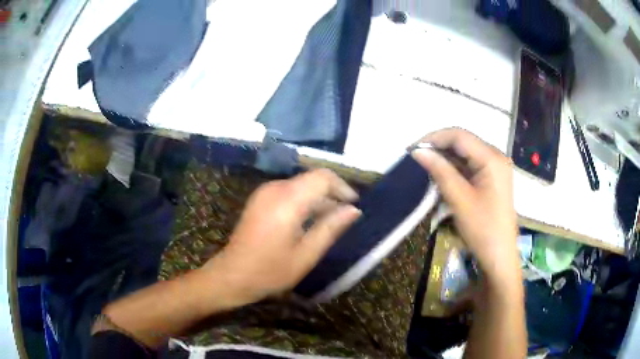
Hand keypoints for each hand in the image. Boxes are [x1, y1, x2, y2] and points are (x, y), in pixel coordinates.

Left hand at [203, 169, 360, 304]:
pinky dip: (304, 201)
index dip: (342, 187)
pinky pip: (288, 192)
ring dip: (318, 199)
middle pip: (311, 179)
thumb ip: (331, 228)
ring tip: (331, 221)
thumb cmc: (271, 270)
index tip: (354, 206)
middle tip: (346, 216)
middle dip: (332, 194)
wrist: (232, 275)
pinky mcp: (259, 199)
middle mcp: (275, 188)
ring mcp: (264, 192)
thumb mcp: (306, 254)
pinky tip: (309, 222)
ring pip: (301, 185)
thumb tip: (353, 210)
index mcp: (287, 200)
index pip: (322, 177)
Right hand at [411, 128, 518, 282]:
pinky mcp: (492, 178)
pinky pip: (470, 165)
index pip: (459, 136)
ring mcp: (495, 167)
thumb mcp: (459, 199)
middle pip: (463, 142)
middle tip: (416, 159)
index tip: (412, 150)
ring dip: (445, 159)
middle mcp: (496, 156)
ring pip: (465, 154)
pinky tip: (441, 176)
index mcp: (492, 158)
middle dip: (438, 148)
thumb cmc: (482, 229)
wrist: (499, 256)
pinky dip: (454, 169)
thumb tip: (418, 152)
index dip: (434, 138)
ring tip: (425, 168)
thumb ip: (440, 171)